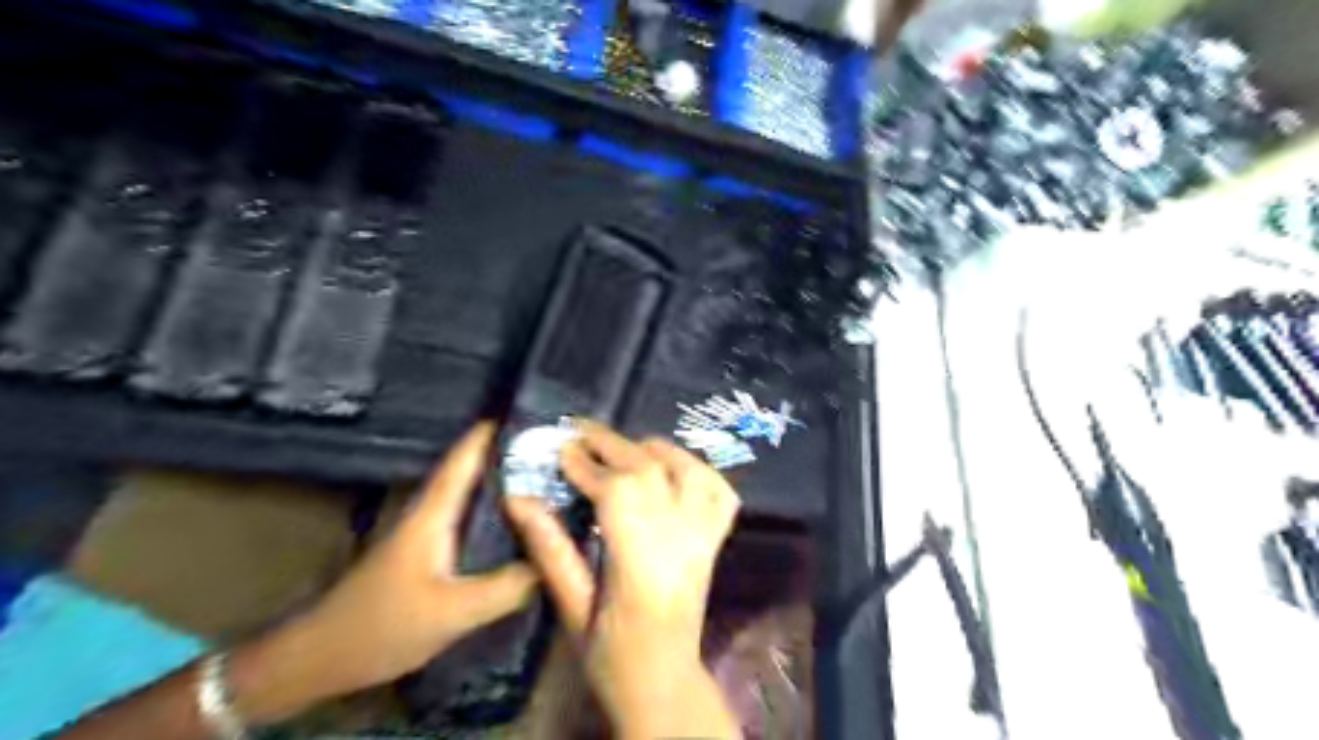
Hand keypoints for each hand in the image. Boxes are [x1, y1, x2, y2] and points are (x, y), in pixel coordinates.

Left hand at [231, 426, 535, 720]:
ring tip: (547, 478)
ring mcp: (427, 534)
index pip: (463, 459)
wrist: (321, 659)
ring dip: (504, 483)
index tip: (531, 413)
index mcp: (432, 514)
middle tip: (554, 448)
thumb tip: (552, 562)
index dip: (492, 433)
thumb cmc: (382, 626)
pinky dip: (496, 513)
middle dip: (510, 454)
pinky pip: (471, 521)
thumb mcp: (453, 612)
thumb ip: (506, 588)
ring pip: (472, 496)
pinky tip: (520, 525)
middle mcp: (430, 514)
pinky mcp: (428, 556)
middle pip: (473, 471)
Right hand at [506, 421, 740, 738]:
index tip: (560, 449)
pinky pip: (719, 491)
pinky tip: (673, 468)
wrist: (663, 678)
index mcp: (640, 565)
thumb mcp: (571, 607)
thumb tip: (519, 499)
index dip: (587, 465)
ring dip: (655, 450)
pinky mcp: (715, 540)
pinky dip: (698, 469)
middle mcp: (680, 542)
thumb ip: (550, 550)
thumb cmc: (610, 653)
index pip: (618, 493)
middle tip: (579, 432)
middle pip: (650, 472)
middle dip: (611, 444)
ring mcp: (705, 538)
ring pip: (689, 471)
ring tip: (623, 447)